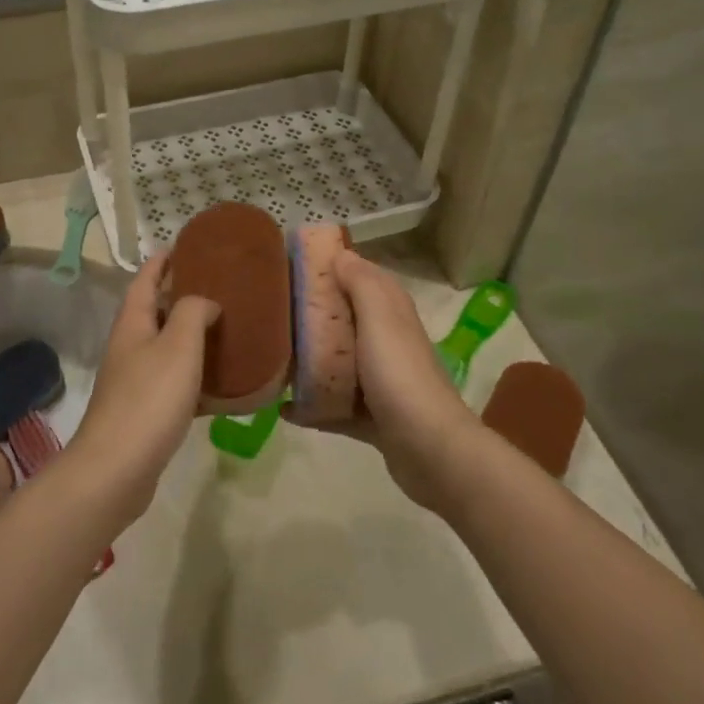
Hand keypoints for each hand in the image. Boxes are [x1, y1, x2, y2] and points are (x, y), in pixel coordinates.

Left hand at [65, 253, 217, 523]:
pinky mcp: (143, 412)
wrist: (116, 469)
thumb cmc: (149, 399)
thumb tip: (205, 301)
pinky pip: (172, 381)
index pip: (145, 280)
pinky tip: (217, 382)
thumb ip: (193, 312)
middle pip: (154, 311)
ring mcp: (133, 381)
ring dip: (189, 335)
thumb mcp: (179, 346)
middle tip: (216, 287)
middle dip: (180, 296)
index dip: (162, 262)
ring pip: (164, 347)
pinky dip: (193, 374)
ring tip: (223, 327)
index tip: (184, 247)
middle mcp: (129, 347)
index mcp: (133, 324)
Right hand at [288, 250, 477, 512]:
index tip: (295, 266)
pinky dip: (312, 407)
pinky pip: (335, 407)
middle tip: (275, 311)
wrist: (430, 449)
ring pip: (339, 364)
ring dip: (310, 362)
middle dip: (314, 315)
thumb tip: (341, 253)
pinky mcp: (372, 419)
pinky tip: (284, 409)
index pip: (362, 278)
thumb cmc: (399, 375)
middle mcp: (387, 343)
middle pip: (346, 320)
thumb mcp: (380, 318)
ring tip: (274, 357)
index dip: (334, 268)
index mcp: (391, 314)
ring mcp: (381, 383)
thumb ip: (361, 283)